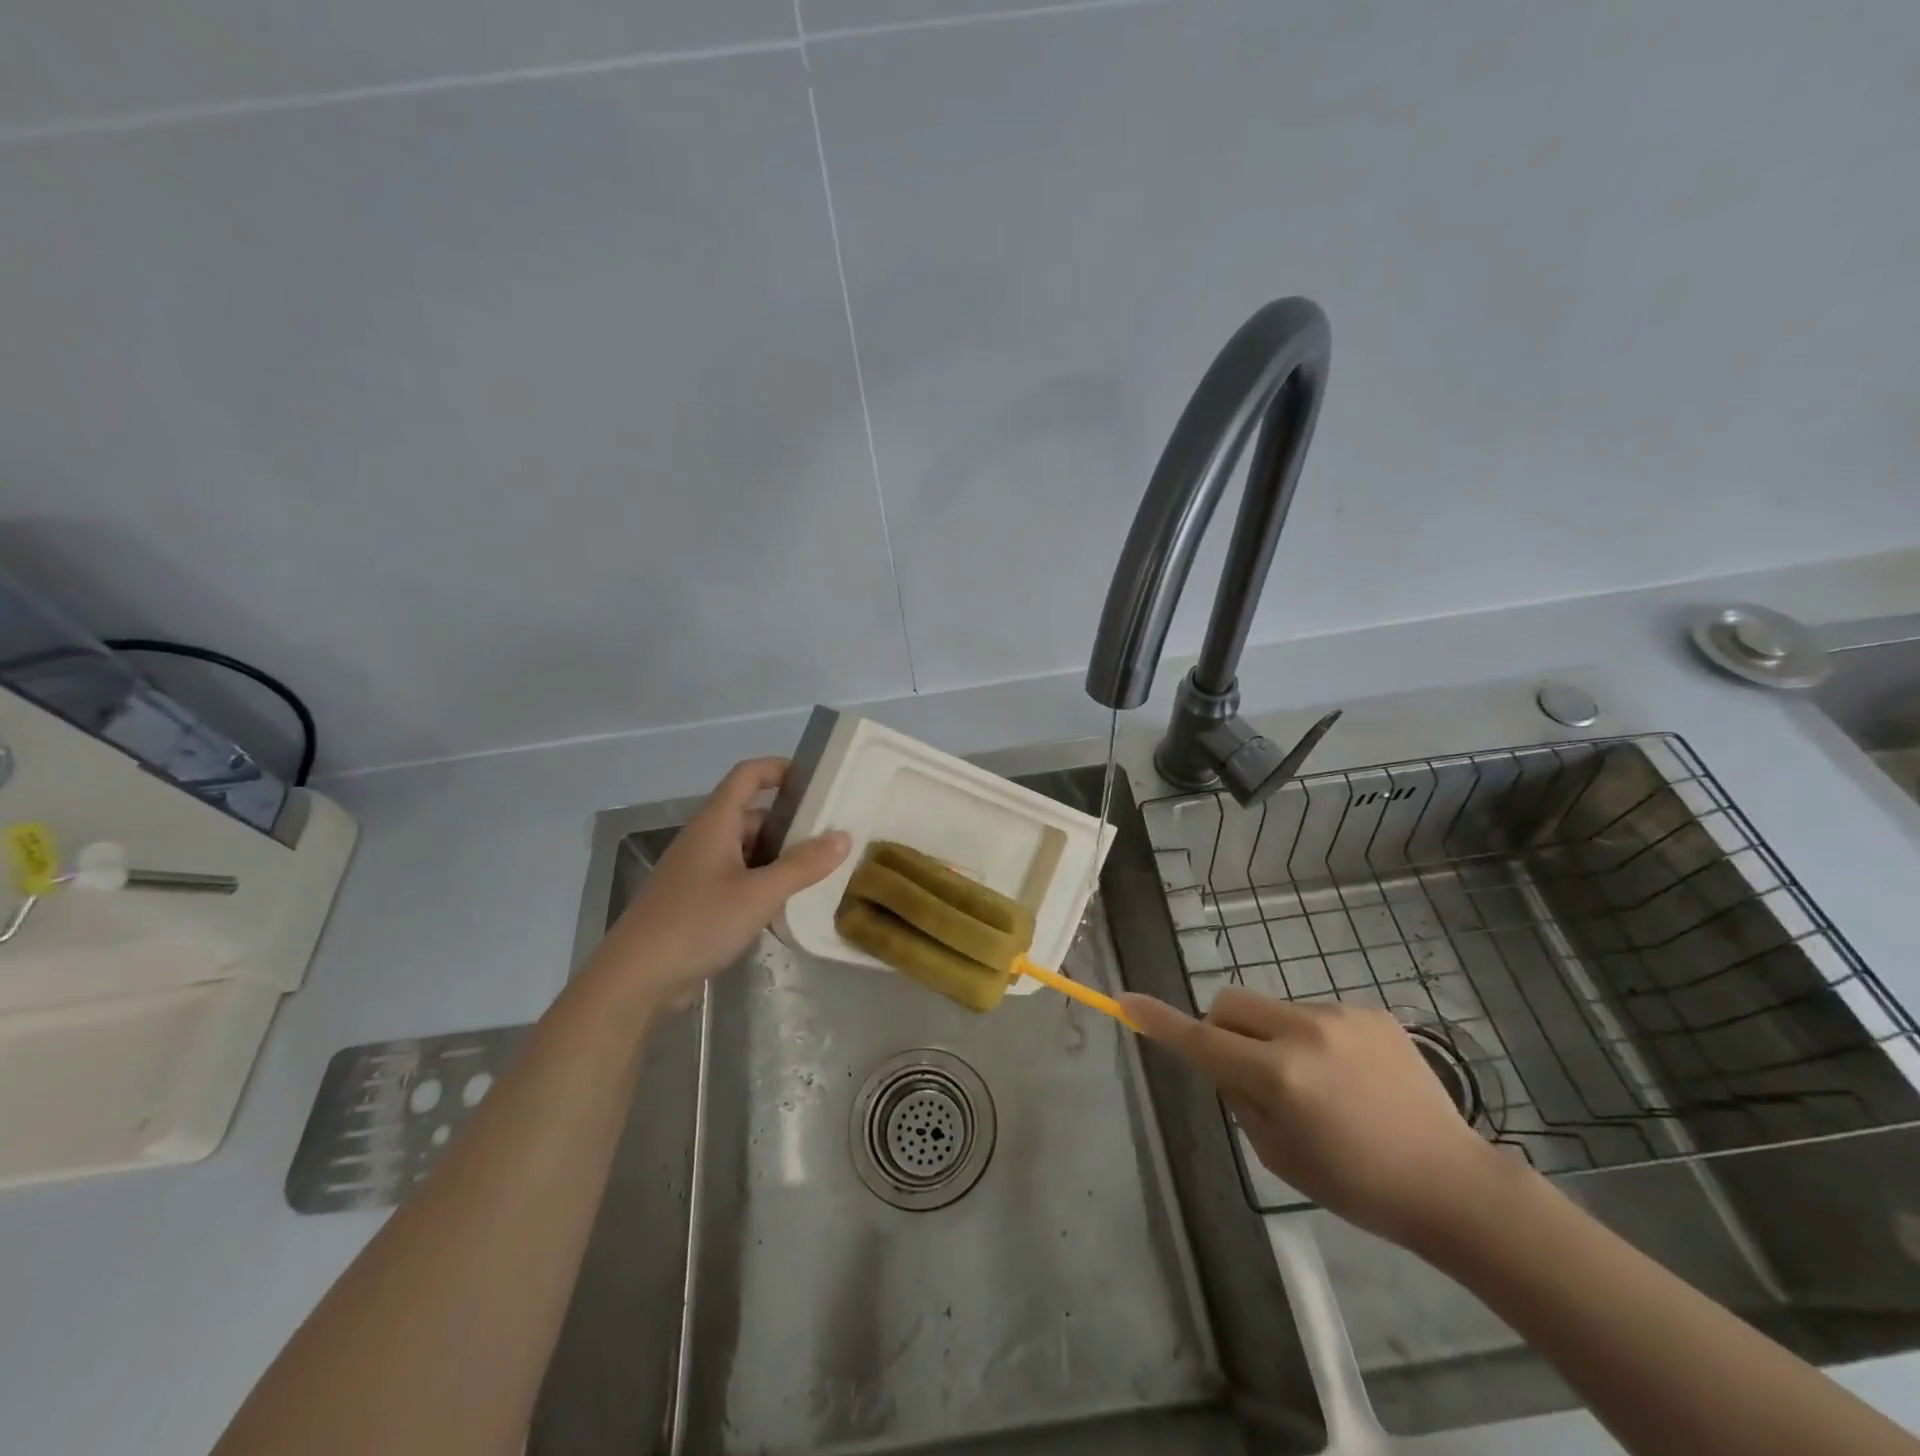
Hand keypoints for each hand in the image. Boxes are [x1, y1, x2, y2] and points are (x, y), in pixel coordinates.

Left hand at [583, 758, 848, 1016]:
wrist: (635, 979)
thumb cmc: (697, 923)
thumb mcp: (759, 894)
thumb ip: (802, 865)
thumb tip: (844, 837)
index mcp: (715, 823)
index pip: (748, 775)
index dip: (780, 768)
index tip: (818, 780)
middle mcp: (705, 839)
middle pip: (752, 814)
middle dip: (791, 822)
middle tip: (832, 835)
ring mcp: (699, 871)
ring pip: (747, 850)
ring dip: (780, 857)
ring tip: (820, 871)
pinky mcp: (697, 901)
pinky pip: (738, 878)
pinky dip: (764, 883)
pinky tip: (787, 905)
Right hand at [1119, 986, 1514, 1250]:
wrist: (1453, 1184)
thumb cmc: (1358, 1186)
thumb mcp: (1279, 1157)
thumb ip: (1240, 1099)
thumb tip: (1225, 1061)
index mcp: (1279, 1076)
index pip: (1201, 1040)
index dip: (1159, 1022)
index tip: (1125, 1001)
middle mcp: (1304, 1032)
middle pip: (1229, 1003)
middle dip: (1222, 1028)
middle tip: (1246, 1071)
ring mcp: (1340, 1016)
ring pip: (1272, 1009)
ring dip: (1271, 1036)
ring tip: (1318, 1084)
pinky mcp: (1369, 1012)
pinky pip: (1313, 1014)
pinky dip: (1311, 1039)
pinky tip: (1350, 1078)